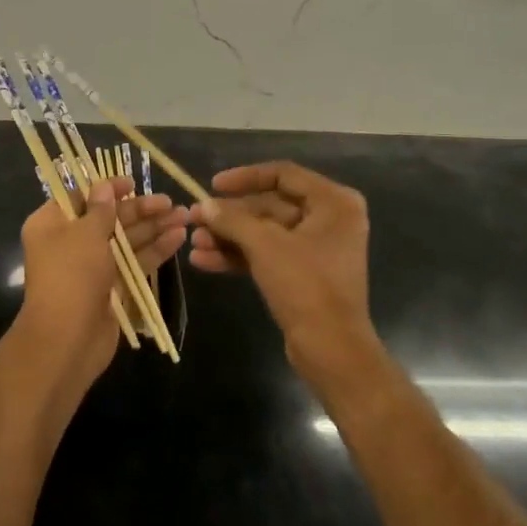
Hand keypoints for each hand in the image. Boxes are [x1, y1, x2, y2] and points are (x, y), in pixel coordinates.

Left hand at [16, 178, 187, 393]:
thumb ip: (101, 209)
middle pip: (109, 218)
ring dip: (154, 228)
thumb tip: (105, 187)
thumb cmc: (71, 276)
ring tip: (184, 217)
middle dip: (140, 210)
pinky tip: (178, 238)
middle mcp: (70, 242)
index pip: (81, 197)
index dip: (108, 189)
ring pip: (126, 241)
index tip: (133, 183)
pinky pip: (134, 263)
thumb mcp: (86, 234)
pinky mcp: (111, 288)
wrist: (67, 340)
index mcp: (52, 224)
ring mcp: (92, 267)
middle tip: (170, 202)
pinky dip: (154, 250)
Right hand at [189, 162, 376, 389]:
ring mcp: (316, 249)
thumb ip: (232, 220)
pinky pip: (268, 255)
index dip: (245, 177)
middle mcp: (329, 220)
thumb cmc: (305, 286)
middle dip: (230, 216)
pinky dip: (239, 256)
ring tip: (193, 243)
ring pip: (265, 233)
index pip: (283, 174)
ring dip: (229, 238)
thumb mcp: (265, 246)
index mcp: (333, 202)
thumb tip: (203, 206)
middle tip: (194, 219)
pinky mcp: (304, 274)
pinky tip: (204, 262)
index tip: (213, 185)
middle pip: (270, 206)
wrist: (332, 351)